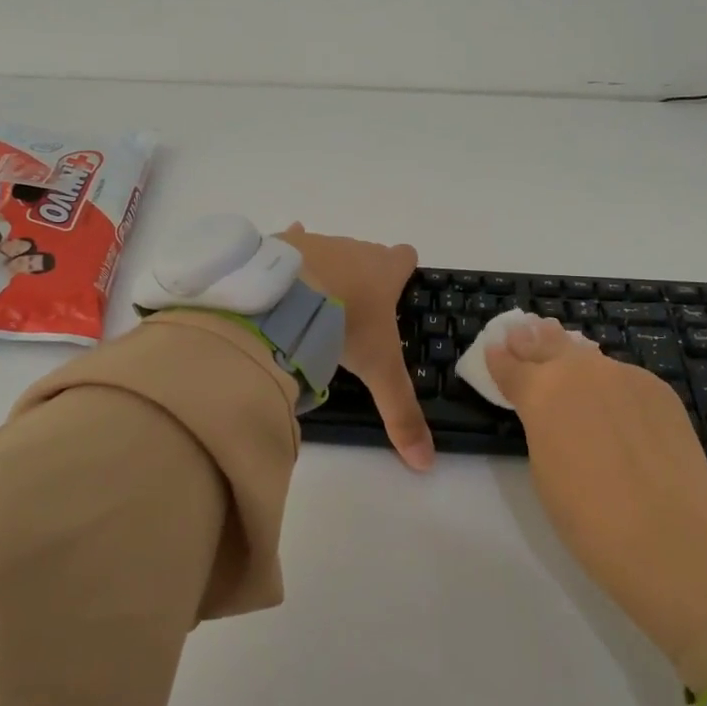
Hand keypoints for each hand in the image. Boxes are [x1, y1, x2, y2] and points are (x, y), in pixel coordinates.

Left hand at [277, 225, 433, 471]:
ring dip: (325, 272)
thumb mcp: (377, 371)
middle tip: (353, 313)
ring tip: (311, 308)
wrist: (288, 298)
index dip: (404, 270)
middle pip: (366, 255)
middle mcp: (354, 249)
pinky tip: (280, 276)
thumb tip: (426, 463)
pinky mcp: (283, 244)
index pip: (406, 257)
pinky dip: (288, 257)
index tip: (398, 289)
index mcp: (383, 271)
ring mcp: (318, 243)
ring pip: (329, 252)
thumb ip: (401, 412)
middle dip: (362, 276)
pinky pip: (290, 243)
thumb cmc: (344, 325)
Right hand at [485, 317, 706, 692]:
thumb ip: (541, 426)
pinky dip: (608, 378)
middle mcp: (580, 370)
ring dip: (569, 349)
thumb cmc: (590, 518)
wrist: (673, 537)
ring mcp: (624, 375)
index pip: (511, 366)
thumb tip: (549, 409)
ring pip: (588, 354)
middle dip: (532, 340)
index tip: (493, 348)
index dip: (499, 358)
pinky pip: (622, 375)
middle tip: (522, 330)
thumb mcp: (544, 468)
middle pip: (549, 345)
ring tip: (558, 341)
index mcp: (541, 391)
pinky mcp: (659, 389)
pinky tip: (608, 390)